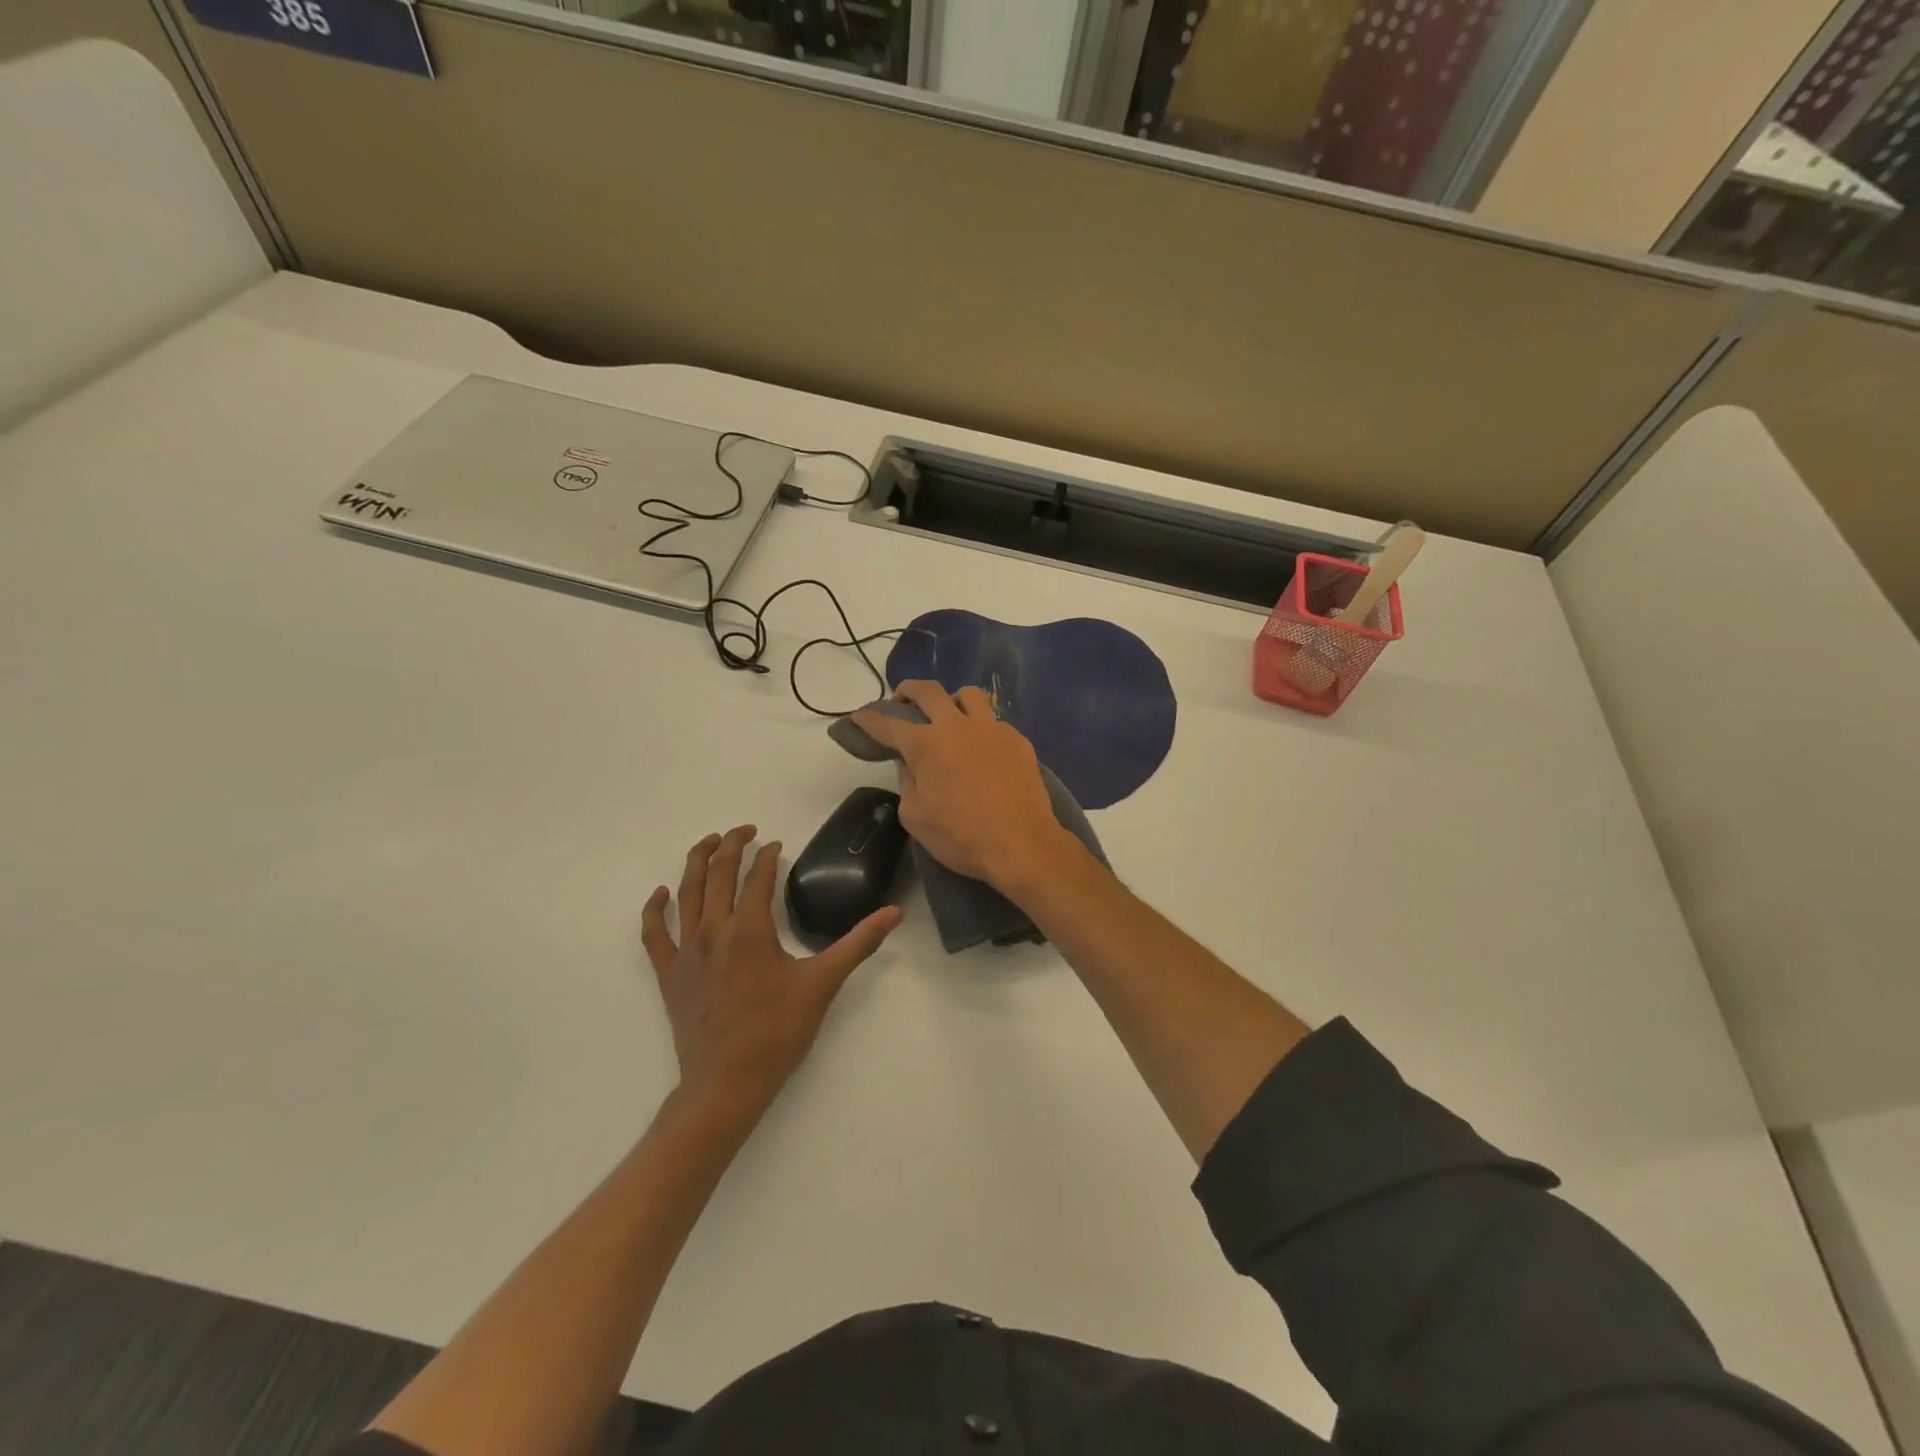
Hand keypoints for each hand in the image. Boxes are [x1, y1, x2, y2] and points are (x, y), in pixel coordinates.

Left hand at [642, 825, 900, 1113]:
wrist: (727, 1083)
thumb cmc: (778, 1032)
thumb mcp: (823, 984)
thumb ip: (858, 943)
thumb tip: (895, 913)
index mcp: (751, 929)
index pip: (758, 876)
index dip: (768, 856)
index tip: (777, 846)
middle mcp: (714, 930)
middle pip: (718, 873)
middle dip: (732, 845)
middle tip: (746, 831)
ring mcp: (685, 951)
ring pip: (686, 892)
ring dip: (697, 861)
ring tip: (710, 842)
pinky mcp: (668, 973)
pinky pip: (654, 933)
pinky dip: (655, 909)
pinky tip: (662, 894)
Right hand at [852, 682, 1077, 896]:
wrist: (1022, 844)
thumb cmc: (961, 836)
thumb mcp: (915, 816)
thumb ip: (907, 782)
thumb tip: (910, 764)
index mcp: (925, 745)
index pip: (888, 724)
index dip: (869, 719)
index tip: (859, 717)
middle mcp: (957, 726)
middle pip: (928, 691)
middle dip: (908, 691)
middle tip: (902, 700)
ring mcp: (991, 728)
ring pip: (968, 694)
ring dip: (952, 700)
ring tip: (949, 716)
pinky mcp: (1017, 739)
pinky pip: (994, 721)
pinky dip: (980, 727)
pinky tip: (981, 748)